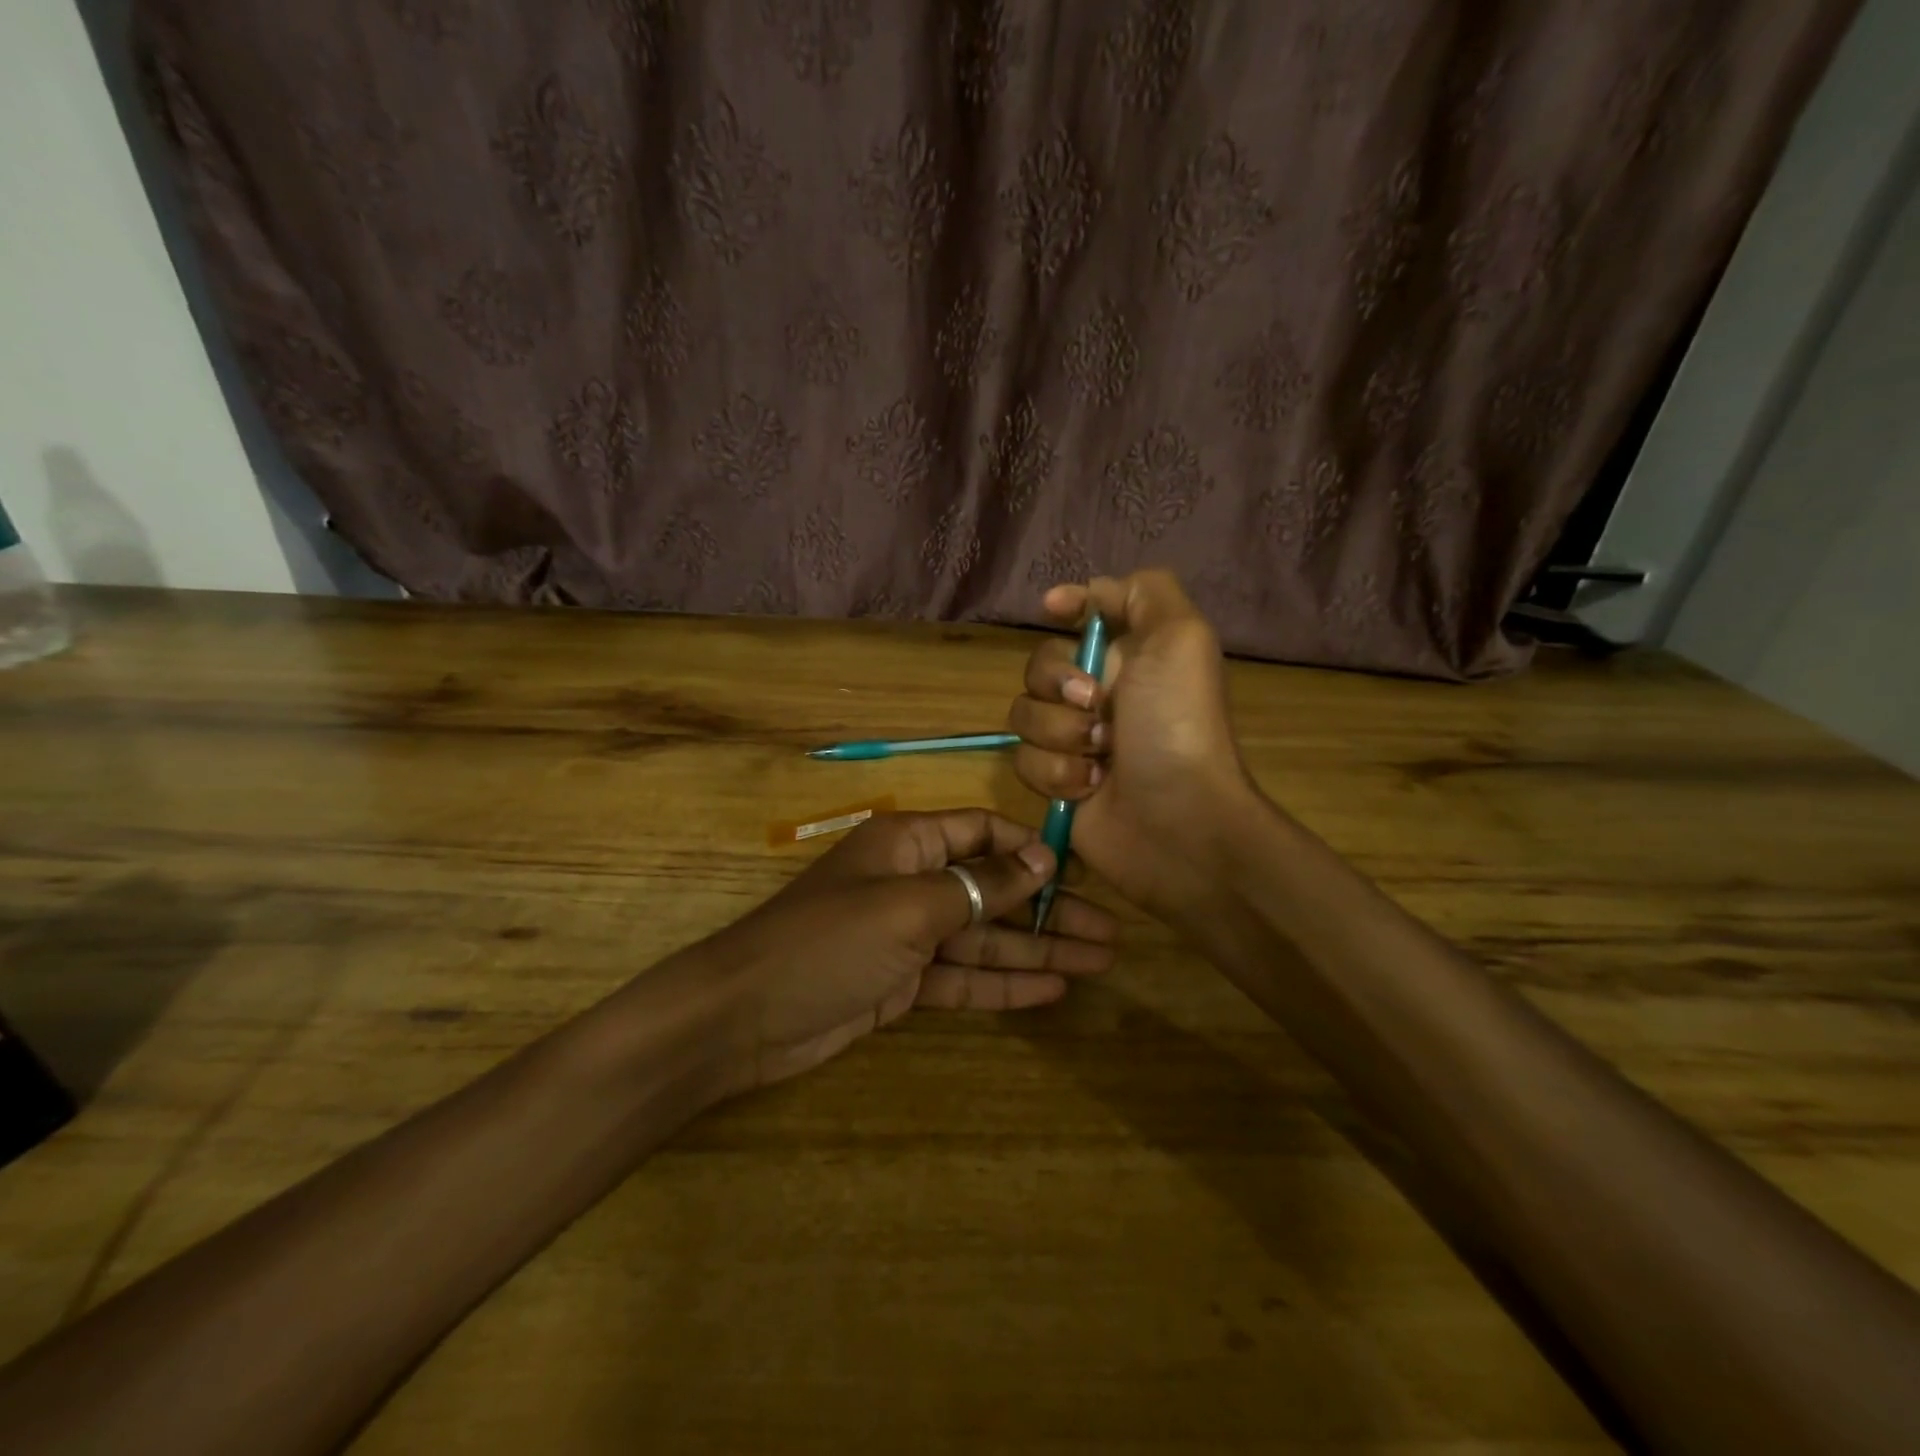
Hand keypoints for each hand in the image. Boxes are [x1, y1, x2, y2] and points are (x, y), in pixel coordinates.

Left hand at [704, 810, 1116, 1089]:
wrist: (745, 1016)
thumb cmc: (828, 941)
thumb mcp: (909, 907)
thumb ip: (979, 885)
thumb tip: (1041, 857)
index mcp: (909, 844)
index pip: (982, 832)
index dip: (1030, 850)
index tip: (1078, 874)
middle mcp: (912, 882)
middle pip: (994, 890)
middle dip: (1048, 909)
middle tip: (1109, 932)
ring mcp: (908, 936)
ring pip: (985, 937)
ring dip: (1038, 950)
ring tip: (1099, 961)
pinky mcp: (902, 983)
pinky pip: (963, 977)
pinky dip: (1004, 984)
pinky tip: (1052, 990)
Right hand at [1008, 570, 1259, 920]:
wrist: (1177, 820)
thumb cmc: (1177, 725)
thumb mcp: (1181, 637)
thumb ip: (1145, 593)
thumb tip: (1090, 593)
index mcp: (1129, 655)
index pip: (1083, 615)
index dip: (1068, 606)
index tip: (1054, 609)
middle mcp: (1098, 693)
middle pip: (1038, 665)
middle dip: (1059, 685)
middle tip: (1097, 707)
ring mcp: (1073, 739)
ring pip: (1024, 715)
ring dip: (1060, 735)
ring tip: (1100, 758)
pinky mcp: (1055, 781)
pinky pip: (1023, 761)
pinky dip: (1056, 773)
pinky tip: (1090, 788)